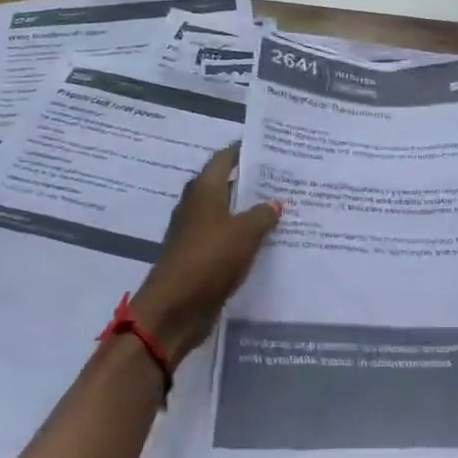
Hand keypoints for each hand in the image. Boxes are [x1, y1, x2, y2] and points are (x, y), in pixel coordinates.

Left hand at [131, 145, 281, 361]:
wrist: (173, 309)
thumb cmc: (209, 259)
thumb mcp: (245, 232)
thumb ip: (263, 214)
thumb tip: (275, 202)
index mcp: (204, 190)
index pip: (225, 158)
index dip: (244, 151)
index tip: (270, 148)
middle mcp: (196, 205)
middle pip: (226, 185)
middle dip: (252, 182)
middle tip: (284, 179)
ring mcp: (195, 232)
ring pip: (227, 213)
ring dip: (249, 211)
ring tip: (282, 208)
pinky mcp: (198, 257)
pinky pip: (226, 238)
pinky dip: (243, 236)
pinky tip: (267, 240)